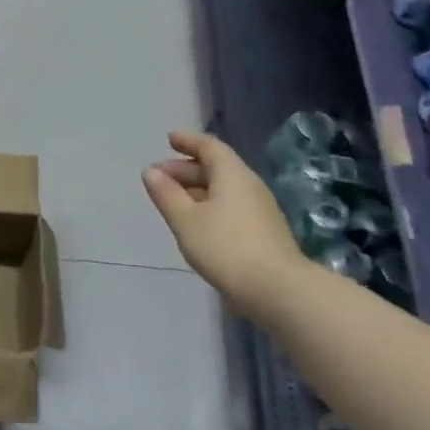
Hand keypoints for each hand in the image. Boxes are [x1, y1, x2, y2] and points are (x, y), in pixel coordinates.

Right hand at [143, 131, 309, 318]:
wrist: (278, 290)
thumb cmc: (226, 248)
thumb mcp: (186, 221)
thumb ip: (166, 194)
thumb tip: (151, 172)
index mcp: (232, 174)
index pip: (209, 147)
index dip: (188, 141)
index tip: (169, 139)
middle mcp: (249, 185)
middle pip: (216, 167)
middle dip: (186, 168)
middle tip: (159, 177)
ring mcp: (260, 209)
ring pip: (224, 188)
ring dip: (197, 188)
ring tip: (173, 200)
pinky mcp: (264, 231)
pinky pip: (231, 205)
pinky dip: (210, 203)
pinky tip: (197, 221)